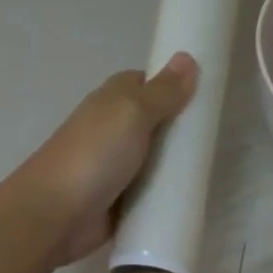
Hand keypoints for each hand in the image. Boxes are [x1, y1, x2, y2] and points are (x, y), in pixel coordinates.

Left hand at [14, 54, 198, 267]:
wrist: (55, 214)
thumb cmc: (94, 155)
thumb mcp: (132, 113)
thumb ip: (162, 92)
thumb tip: (187, 59)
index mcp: (112, 101)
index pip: (147, 84)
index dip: (173, 87)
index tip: (206, 96)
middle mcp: (112, 131)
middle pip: (155, 126)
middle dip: (180, 132)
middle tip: (216, 142)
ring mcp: (114, 169)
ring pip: (154, 162)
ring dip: (175, 168)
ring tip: (211, 174)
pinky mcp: (118, 203)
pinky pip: (148, 196)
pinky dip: (164, 198)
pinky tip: (189, 201)